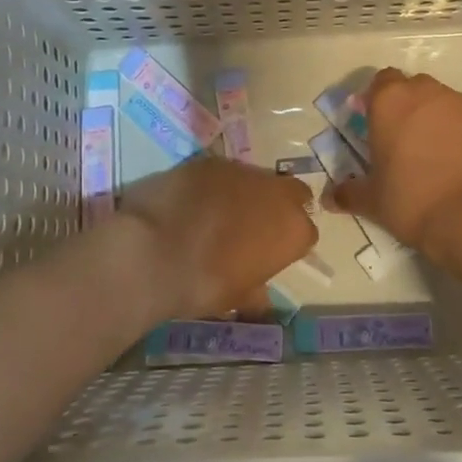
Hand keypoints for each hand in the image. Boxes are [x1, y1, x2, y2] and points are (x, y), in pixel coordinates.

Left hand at [117, 157, 316, 321]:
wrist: (155, 249)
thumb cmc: (205, 283)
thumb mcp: (237, 297)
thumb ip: (255, 292)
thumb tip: (259, 301)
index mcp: (293, 230)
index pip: (306, 233)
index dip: (288, 243)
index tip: (270, 254)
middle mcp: (276, 193)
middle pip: (292, 193)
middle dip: (279, 206)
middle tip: (255, 227)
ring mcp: (242, 171)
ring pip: (256, 179)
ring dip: (246, 194)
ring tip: (218, 215)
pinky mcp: (210, 160)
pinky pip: (222, 173)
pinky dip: (215, 186)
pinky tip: (193, 202)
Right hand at [325, 68, 461, 264]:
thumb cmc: (411, 200)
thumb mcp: (373, 201)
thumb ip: (349, 193)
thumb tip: (330, 198)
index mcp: (391, 102)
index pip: (381, 81)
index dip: (378, 99)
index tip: (377, 123)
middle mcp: (428, 93)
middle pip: (415, 88)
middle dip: (409, 107)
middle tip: (406, 141)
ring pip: (446, 103)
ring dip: (439, 120)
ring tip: (439, 155)